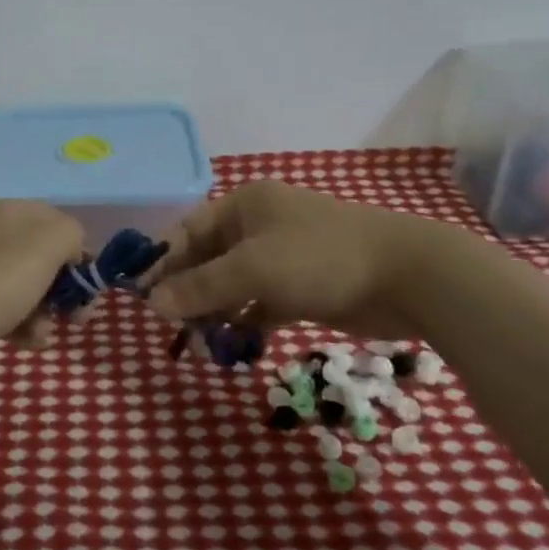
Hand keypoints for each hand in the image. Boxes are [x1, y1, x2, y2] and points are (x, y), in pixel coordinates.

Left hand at [0, 201, 86, 357]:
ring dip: (43, 312)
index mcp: (12, 210)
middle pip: (42, 257)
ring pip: (24, 284)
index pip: (59, 224)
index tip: (86, 287)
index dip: (79, 254)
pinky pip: (1, 302)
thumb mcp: (48, 245)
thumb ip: (71, 234)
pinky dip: (18, 322)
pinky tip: (23, 341)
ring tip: (40, 335)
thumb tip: (71, 247)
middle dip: (64, 289)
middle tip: (75, 318)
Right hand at [146, 181, 457, 333]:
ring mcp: (282, 257)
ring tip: (197, 343)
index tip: (140, 295)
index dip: (162, 261)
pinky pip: (259, 303)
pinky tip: (232, 343)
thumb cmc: (320, 258)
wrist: (409, 277)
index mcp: (244, 206)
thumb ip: (201, 287)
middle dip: (187, 291)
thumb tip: (153, 304)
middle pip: (208, 259)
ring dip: (214, 310)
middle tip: (168, 327)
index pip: (187, 231)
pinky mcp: (302, 287)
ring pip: (233, 284)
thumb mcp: (253, 269)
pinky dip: (245, 321)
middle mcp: (258, 226)